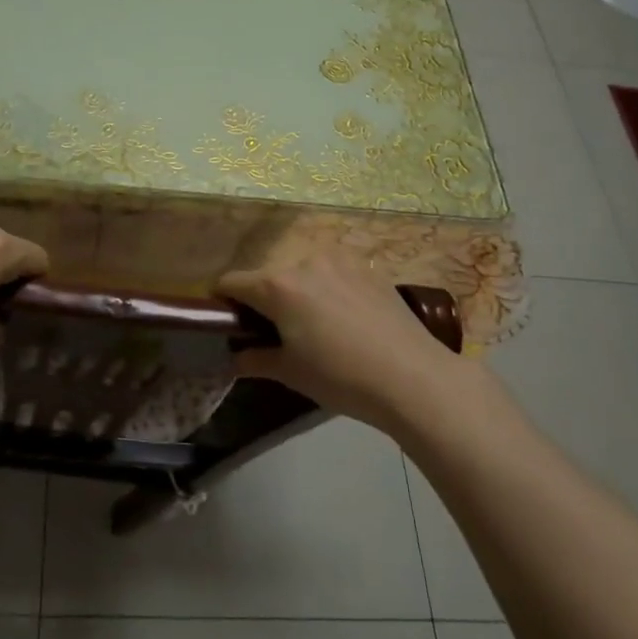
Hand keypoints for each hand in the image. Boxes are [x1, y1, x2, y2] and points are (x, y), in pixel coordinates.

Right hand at [219, 253, 466, 430]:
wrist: (414, 377)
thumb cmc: (341, 377)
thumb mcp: (291, 373)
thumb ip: (256, 359)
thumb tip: (236, 357)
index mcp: (277, 286)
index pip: (231, 282)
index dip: (223, 302)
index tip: (229, 323)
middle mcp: (304, 262)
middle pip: (269, 277)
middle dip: (265, 300)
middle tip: (277, 334)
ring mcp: (339, 261)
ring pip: (303, 273)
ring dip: (298, 293)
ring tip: (317, 327)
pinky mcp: (368, 268)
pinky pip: (334, 274)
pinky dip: (328, 290)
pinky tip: (347, 320)